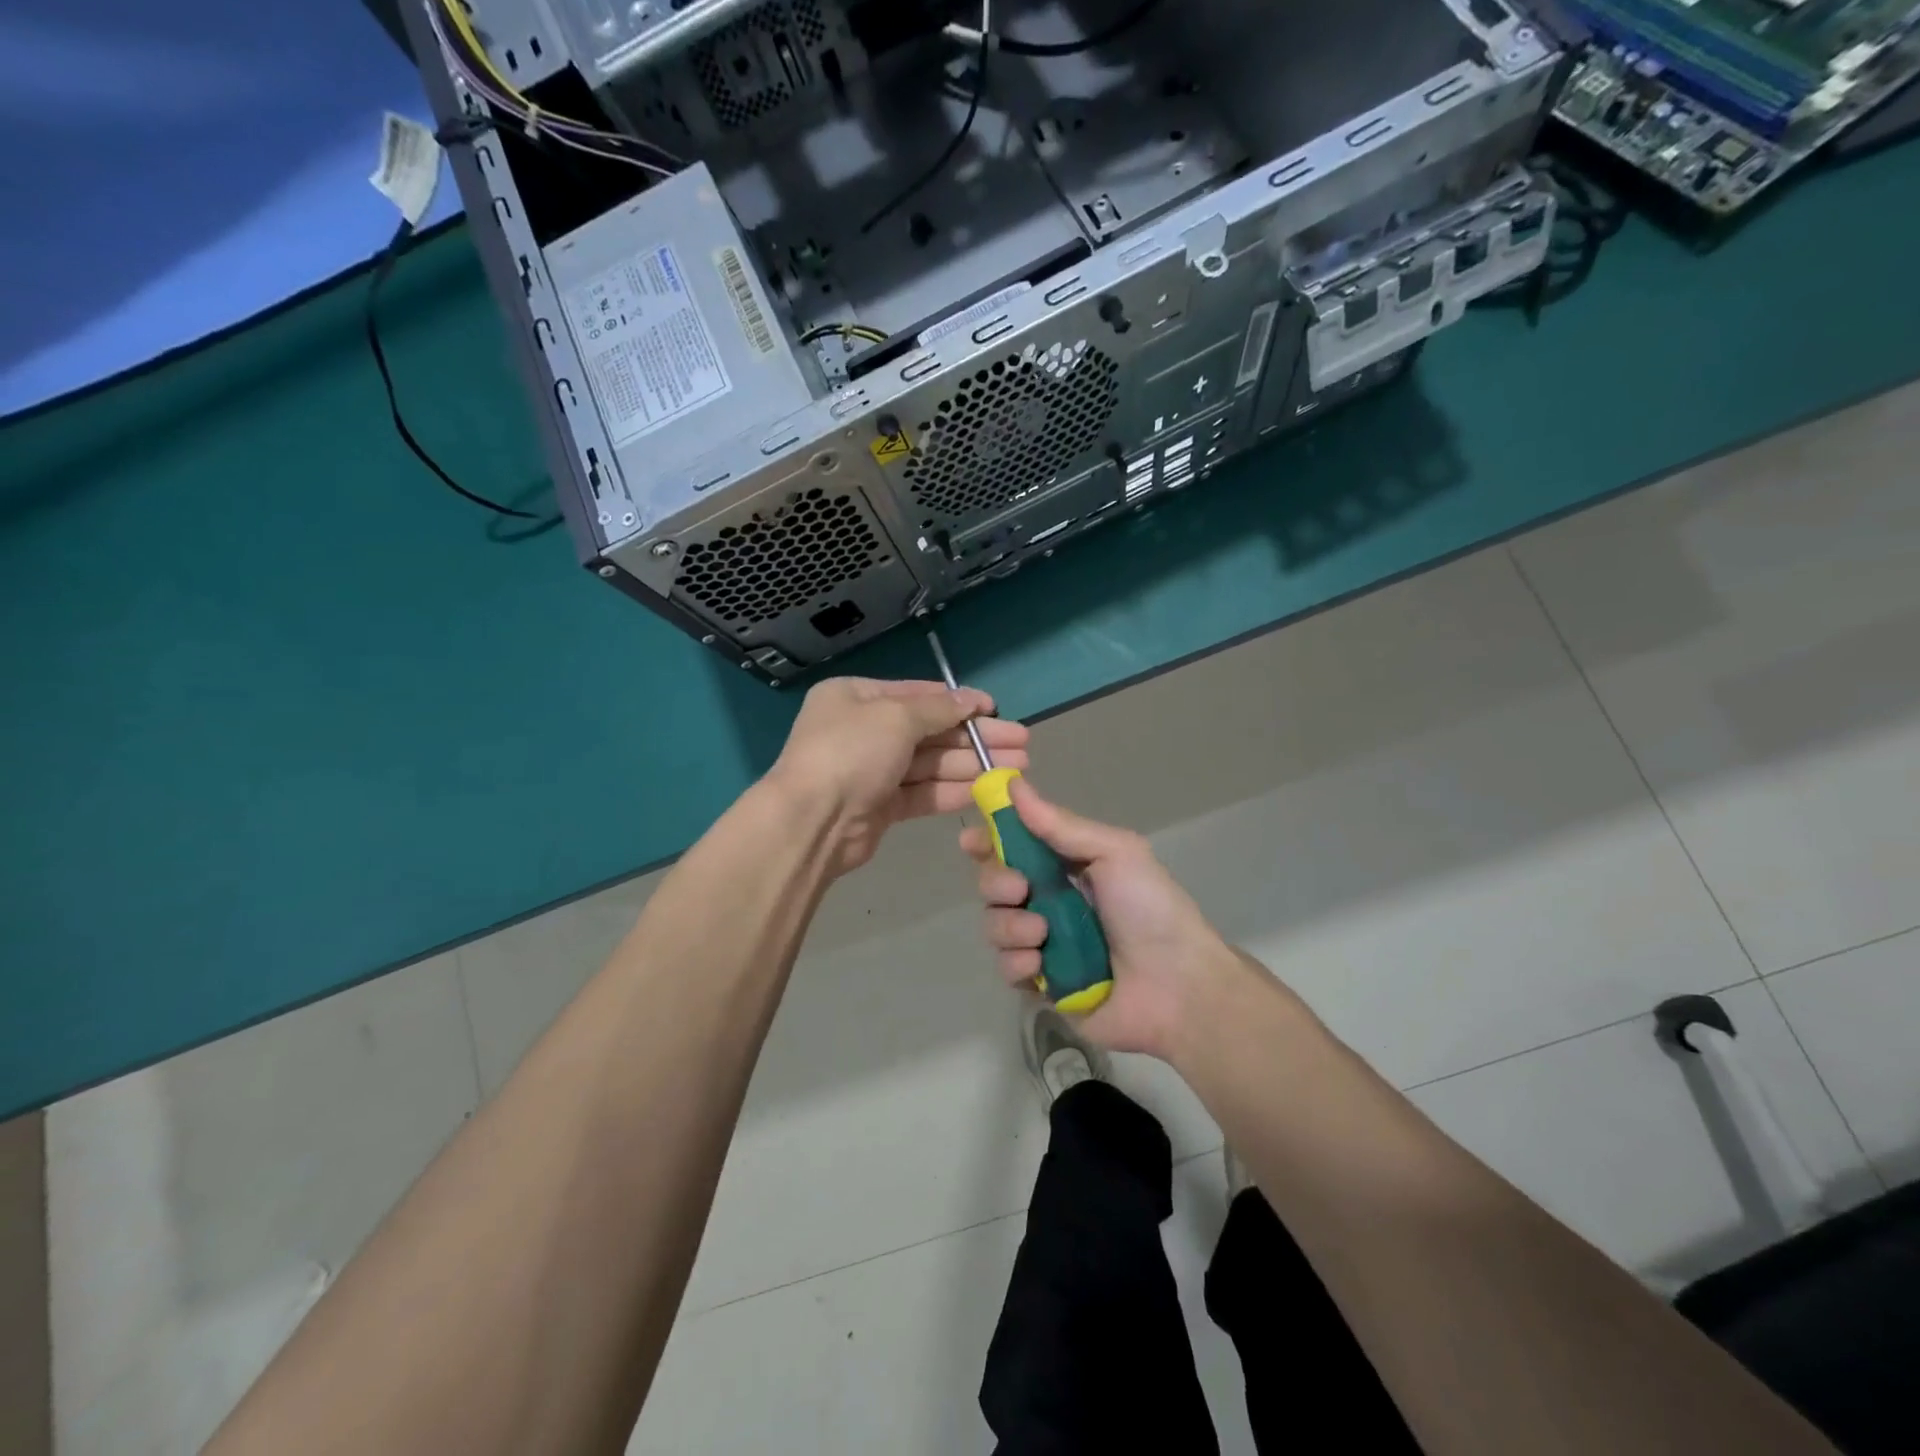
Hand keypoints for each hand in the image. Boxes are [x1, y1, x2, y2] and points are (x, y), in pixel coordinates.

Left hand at [768, 677, 1028, 875]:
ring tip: (1017, 768)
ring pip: (931, 764)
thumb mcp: (896, 716)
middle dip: (976, 737)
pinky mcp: (881, 806)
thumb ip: (938, 709)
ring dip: (973, 765)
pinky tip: (988, 790)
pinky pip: (923, 792)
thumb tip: (971, 700)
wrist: (812, 822)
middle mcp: (863, 730)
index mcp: (856, 697)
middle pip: (930, 731)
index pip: (917, 695)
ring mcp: (872, 770)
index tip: (996, 710)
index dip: (959, 702)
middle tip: (1022, 743)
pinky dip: (954, 790)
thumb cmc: (851, 752)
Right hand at [960, 777, 1247, 1060]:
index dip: (989, 840)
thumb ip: (1061, 825)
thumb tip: (1015, 786)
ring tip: (1042, 934)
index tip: (971, 840)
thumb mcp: (1115, 852)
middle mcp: (1050, 901)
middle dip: (996, 882)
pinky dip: (1017, 963)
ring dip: (1009, 925)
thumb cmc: (1151, 909)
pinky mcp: (1042, 984)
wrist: (1178, 986)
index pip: (1014, 845)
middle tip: (1020, 888)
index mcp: (1067, 866)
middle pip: (995, 883)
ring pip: (995, 925)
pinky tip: (1039, 965)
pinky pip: (1006, 967)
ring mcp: (1044, 944)